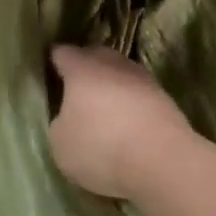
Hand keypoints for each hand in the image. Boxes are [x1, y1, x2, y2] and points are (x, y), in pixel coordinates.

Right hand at [48, 45, 196, 200]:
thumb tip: (71, 117)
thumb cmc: (101, 147)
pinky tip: (127, 125)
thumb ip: (61, 122)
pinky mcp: (166, 100)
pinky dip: (131, 105)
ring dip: (112, 87)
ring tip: (103, 110)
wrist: (163, 161)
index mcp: (82, 68)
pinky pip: (139, 96)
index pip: (63, 53)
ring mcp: (144, 80)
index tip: (49, 71)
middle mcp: (113, 65)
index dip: (54, 61)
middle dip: (85, 68)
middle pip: (96, 57)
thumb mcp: (60, 143)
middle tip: (75, 90)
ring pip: (121, 75)